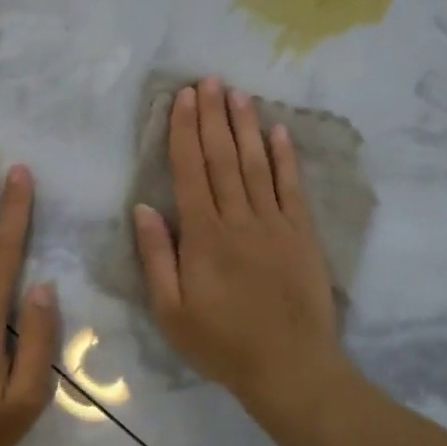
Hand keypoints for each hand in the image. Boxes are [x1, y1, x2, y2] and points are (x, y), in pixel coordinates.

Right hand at [132, 78, 354, 417]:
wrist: (289, 366)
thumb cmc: (222, 343)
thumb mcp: (172, 311)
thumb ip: (157, 257)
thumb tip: (144, 207)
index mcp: (204, 235)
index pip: (190, 170)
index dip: (185, 130)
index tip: (184, 97)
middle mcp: (239, 218)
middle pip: (223, 157)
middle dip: (214, 116)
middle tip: (210, 80)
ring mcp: (275, 222)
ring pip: (257, 163)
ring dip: (246, 126)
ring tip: (238, 94)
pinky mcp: (302, 233)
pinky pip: (292, 187)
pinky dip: (285, 157)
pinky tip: (278, 131)